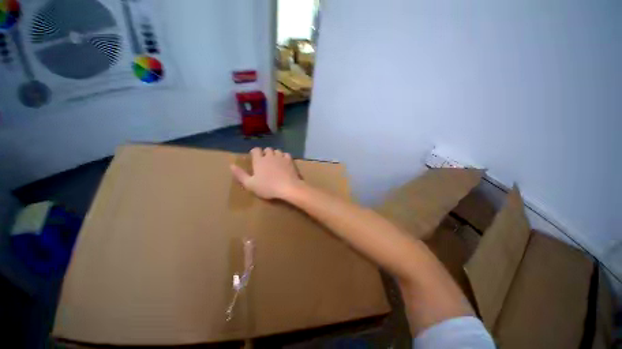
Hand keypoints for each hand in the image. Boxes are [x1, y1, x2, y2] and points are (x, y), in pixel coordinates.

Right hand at [230, 148, 302, 199]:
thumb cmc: (267, 187)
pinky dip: (284, 157)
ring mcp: (281, 157)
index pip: (255, 150)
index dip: (255, 152)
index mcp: (259, 160)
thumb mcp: (250, 184)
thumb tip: (231, 165)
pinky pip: (286, 154)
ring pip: (277, 151)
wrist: (287, 187)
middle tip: (265, 161)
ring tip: (275, 162)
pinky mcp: (290, 160)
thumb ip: (240, 175)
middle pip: (267, 149)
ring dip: (275, 154)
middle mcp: (270, 156)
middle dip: (265, 153)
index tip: (254, 158)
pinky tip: (284, 163)